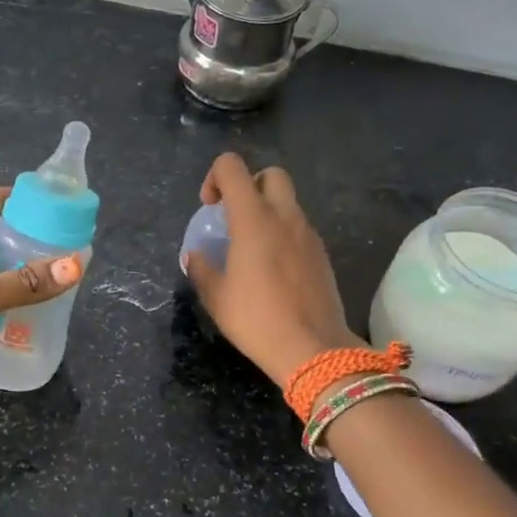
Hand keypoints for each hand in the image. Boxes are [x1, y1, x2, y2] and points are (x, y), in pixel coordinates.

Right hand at [186, 153, 355, 385]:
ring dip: (268, 212)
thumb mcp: (216, 297)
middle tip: (235, 218)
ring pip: (288, 202)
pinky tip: (273, 269)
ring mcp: (308, 234)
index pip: (232, 167)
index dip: (215, 177)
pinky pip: (300, 228)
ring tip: (252, 249)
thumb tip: (195, 256)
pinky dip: (283, 234)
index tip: (209, 207)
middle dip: (249, 185)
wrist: (314, 349)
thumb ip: (201, 269)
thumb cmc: (257, 319)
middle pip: (270, 175)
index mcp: (253, 219)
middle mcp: (285, 216)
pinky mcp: (322, 254)